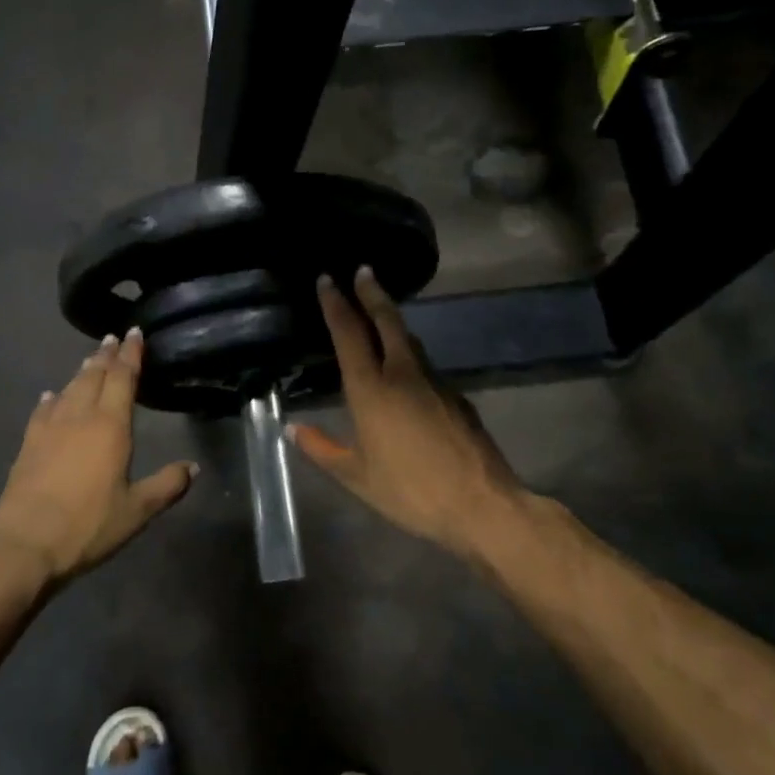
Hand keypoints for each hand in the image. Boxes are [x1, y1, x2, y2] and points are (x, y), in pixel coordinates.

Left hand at [0, 329, 197, 585]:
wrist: (25, 544)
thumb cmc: (88, 526)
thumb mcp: (137, 511)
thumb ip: (167, 485)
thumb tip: (193, 467)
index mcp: (110, 426)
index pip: (122, 378)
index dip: (130, 354)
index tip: (134, 333)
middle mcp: (79, 417)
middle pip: (93, 376)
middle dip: (106, 356)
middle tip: (113, 338)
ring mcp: (49, 429)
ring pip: (69, 389)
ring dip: (82, 372)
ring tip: (90, 360)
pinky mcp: (28, 444)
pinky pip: (43, 410)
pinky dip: (52, 398)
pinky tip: (51, 396)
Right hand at [289, 268, 526, 563]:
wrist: (481, 504)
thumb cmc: (410, 491)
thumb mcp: (356, 477)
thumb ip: (322, 449)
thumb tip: (292, 429)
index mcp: (372, 390)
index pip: (350, 334)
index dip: (336, 304)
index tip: (327, 280)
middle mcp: (403, 375)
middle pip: (387, 321)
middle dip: (372, 293)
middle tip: (363, 270)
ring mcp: (435, 383)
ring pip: (410, 341)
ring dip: (393, 322)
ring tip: (380, 315)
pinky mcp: (457, 397)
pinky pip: (426, 366)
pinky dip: (410, 355)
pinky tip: (407, 372)